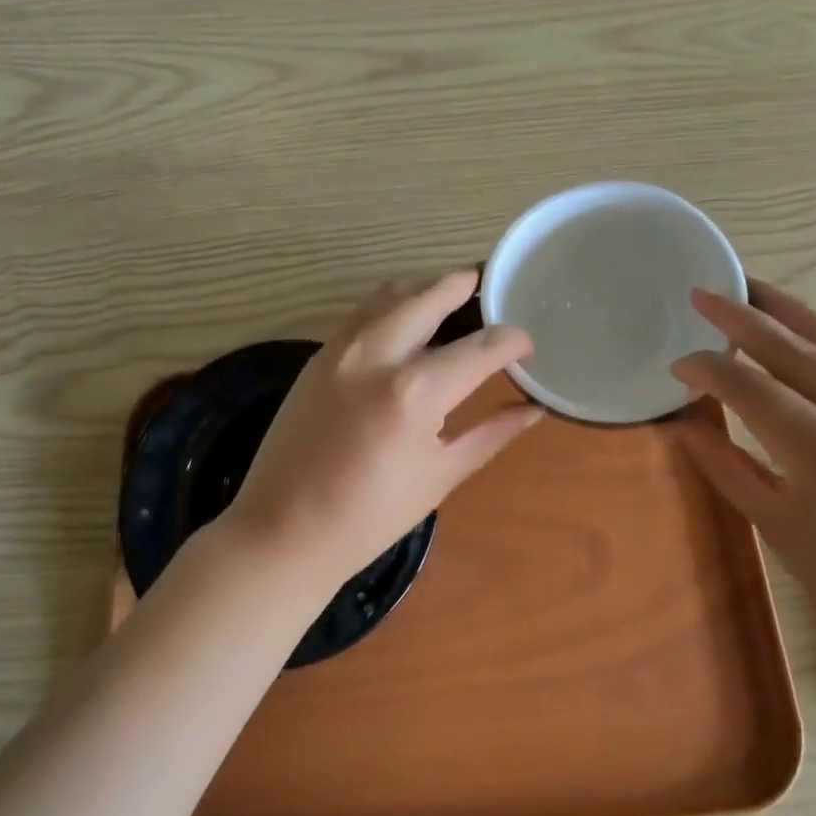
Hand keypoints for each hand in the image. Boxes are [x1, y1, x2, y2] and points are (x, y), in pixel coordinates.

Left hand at [216, 271, 543, 591]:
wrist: (282, 530)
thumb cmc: (370, 516)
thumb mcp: (441, 475)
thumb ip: (492, 432)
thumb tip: (533, 407)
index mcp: (415, 392)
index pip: (481, 347)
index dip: (513, 341)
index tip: (526, 346)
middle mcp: (378, 353)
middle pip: (432, 294)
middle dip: (468, 285)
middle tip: (493, 291)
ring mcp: (342, 347)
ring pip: (393, 290)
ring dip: (429, 286)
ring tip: (456, 296)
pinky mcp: (320, 352)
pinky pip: (365, 308)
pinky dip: (395, 301)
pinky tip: (411, 319)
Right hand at [671, 280, 815, 662]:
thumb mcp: (773, 525)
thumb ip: (724, 463)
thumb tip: (683, 419)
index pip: (754, 390)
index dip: (710, 369)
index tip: (679, 362)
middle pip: (796, 351)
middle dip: (744, 318)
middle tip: (704, 294)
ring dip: (789, 312)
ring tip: (750, 289)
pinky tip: (802, 328)